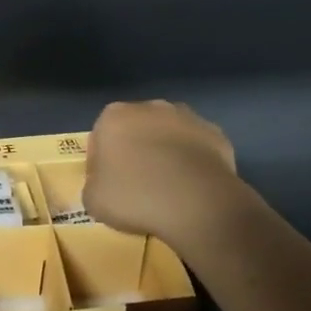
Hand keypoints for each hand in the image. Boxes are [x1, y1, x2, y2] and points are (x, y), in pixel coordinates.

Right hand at [84, 100, 241, 249]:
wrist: (197, 203)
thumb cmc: (135, 197)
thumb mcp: (93, 200)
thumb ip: (93, 185)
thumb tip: (104, 185)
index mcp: (114, 116)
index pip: (100, 137)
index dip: (101, 163)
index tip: (108, 186)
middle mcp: (150, 107)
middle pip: (136, 130)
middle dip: (135, 151)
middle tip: (137, 185)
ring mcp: (187, 117)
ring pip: (168, 135)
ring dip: (165, 153)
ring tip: (168, 187)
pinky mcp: (216, 133)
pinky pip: (196, 148)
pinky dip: (192, 162)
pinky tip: (192, 186)